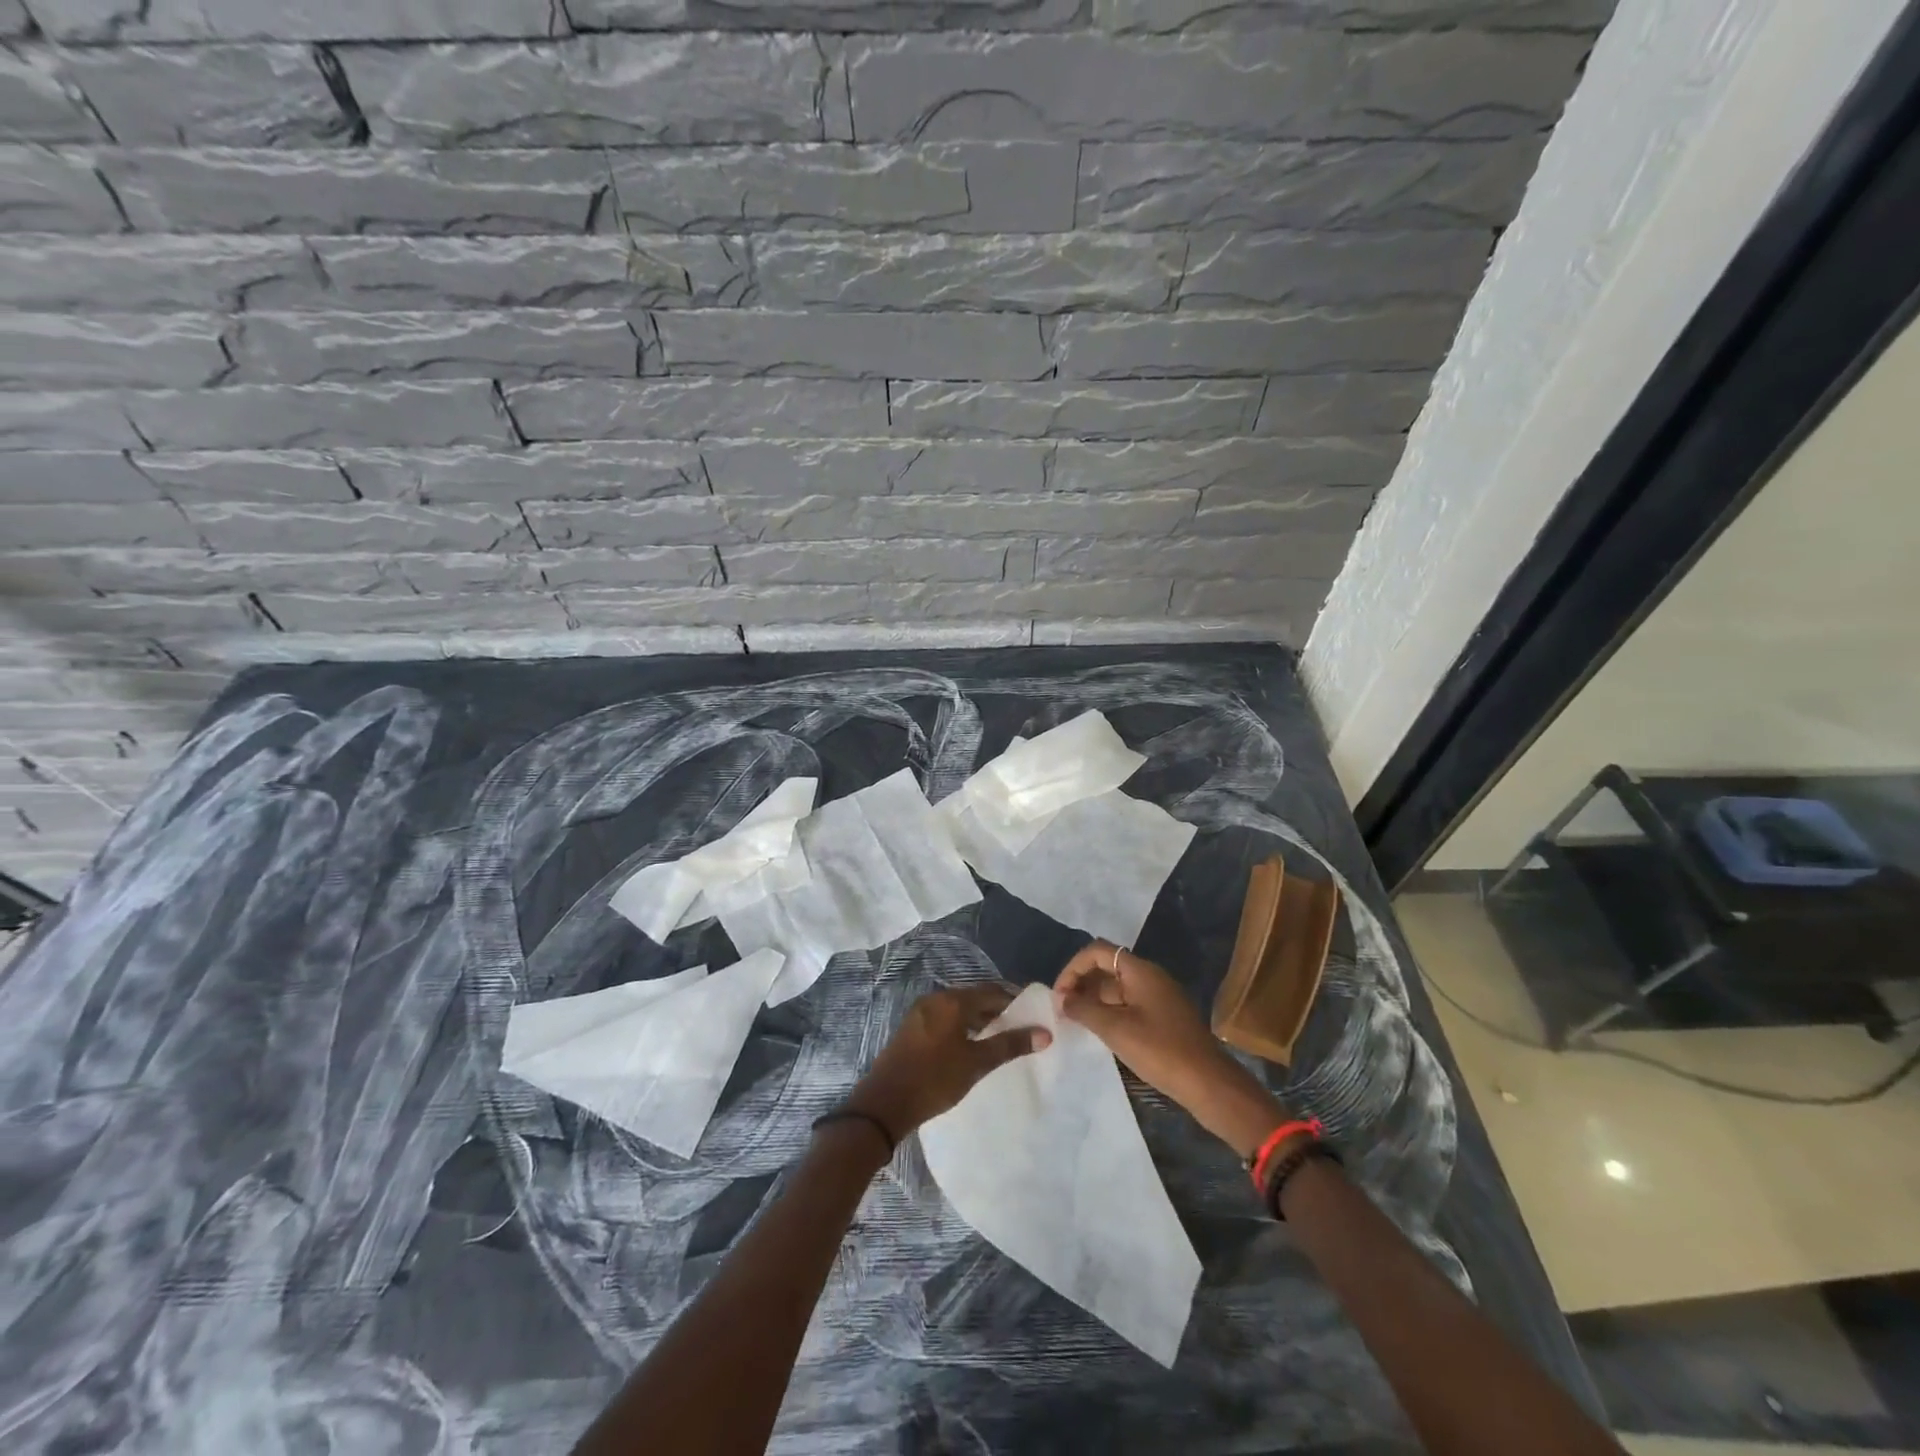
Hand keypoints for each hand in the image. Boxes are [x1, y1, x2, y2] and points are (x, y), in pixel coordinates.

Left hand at [844, 983, 1050, 1143]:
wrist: (885, 1103)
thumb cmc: (935, 1079)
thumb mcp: (976, 1063)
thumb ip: (1010, 1045)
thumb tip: (1045, 1033)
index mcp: (952, 1001)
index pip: (991, 991)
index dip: (1013, 1000)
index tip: (1031, 1014)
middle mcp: (936, 998)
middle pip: (974, 997)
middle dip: (996, 1009)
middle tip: (1018, 1027)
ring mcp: (921, 1012)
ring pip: (958, 1008)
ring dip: (978, 1018)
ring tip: (998, 1037)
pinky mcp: (912, 1027)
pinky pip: (944, 1017)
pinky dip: (961, 1025)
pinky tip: (970, 1044)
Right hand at [1054, 941, 1289, 1158]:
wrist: (1208, 1083)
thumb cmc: (1160, 1050)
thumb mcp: (1115, 1029)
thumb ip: (1084, 1009)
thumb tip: (1063, 998)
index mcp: (1140, 971)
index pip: (1098, 951)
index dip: (1074, 967)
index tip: (1059, 994)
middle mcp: (1150, 977)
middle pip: (1107, 968)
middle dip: (1082, 984)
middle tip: (1063, 1011)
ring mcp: (1159, 997)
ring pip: (1118, 989)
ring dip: (1094, 1001)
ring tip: (1076, 1023)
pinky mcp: (1164, 1018)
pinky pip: (1130, 1005)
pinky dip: (1110, 1013)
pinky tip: (1100, 1033)